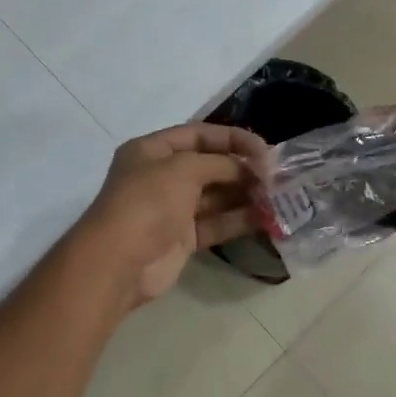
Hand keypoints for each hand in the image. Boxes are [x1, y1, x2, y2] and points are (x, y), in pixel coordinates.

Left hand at [72, 123, 268, 311]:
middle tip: (275, 177)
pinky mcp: (182, 238)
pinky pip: (216, 223)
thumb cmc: (147, 202)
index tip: (265, 149)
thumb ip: (220, 163)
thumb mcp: (183, 169)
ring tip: (277, 197)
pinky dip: (239, 220)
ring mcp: (172, 208)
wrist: (118, 262)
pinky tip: (265, 218)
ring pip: (215, 196)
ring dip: (245, 194)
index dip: (232, 138)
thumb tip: (249, 169)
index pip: (199, 134)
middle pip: (210, 165)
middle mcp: (162, 176)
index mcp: (153, 150)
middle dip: (242, 169)